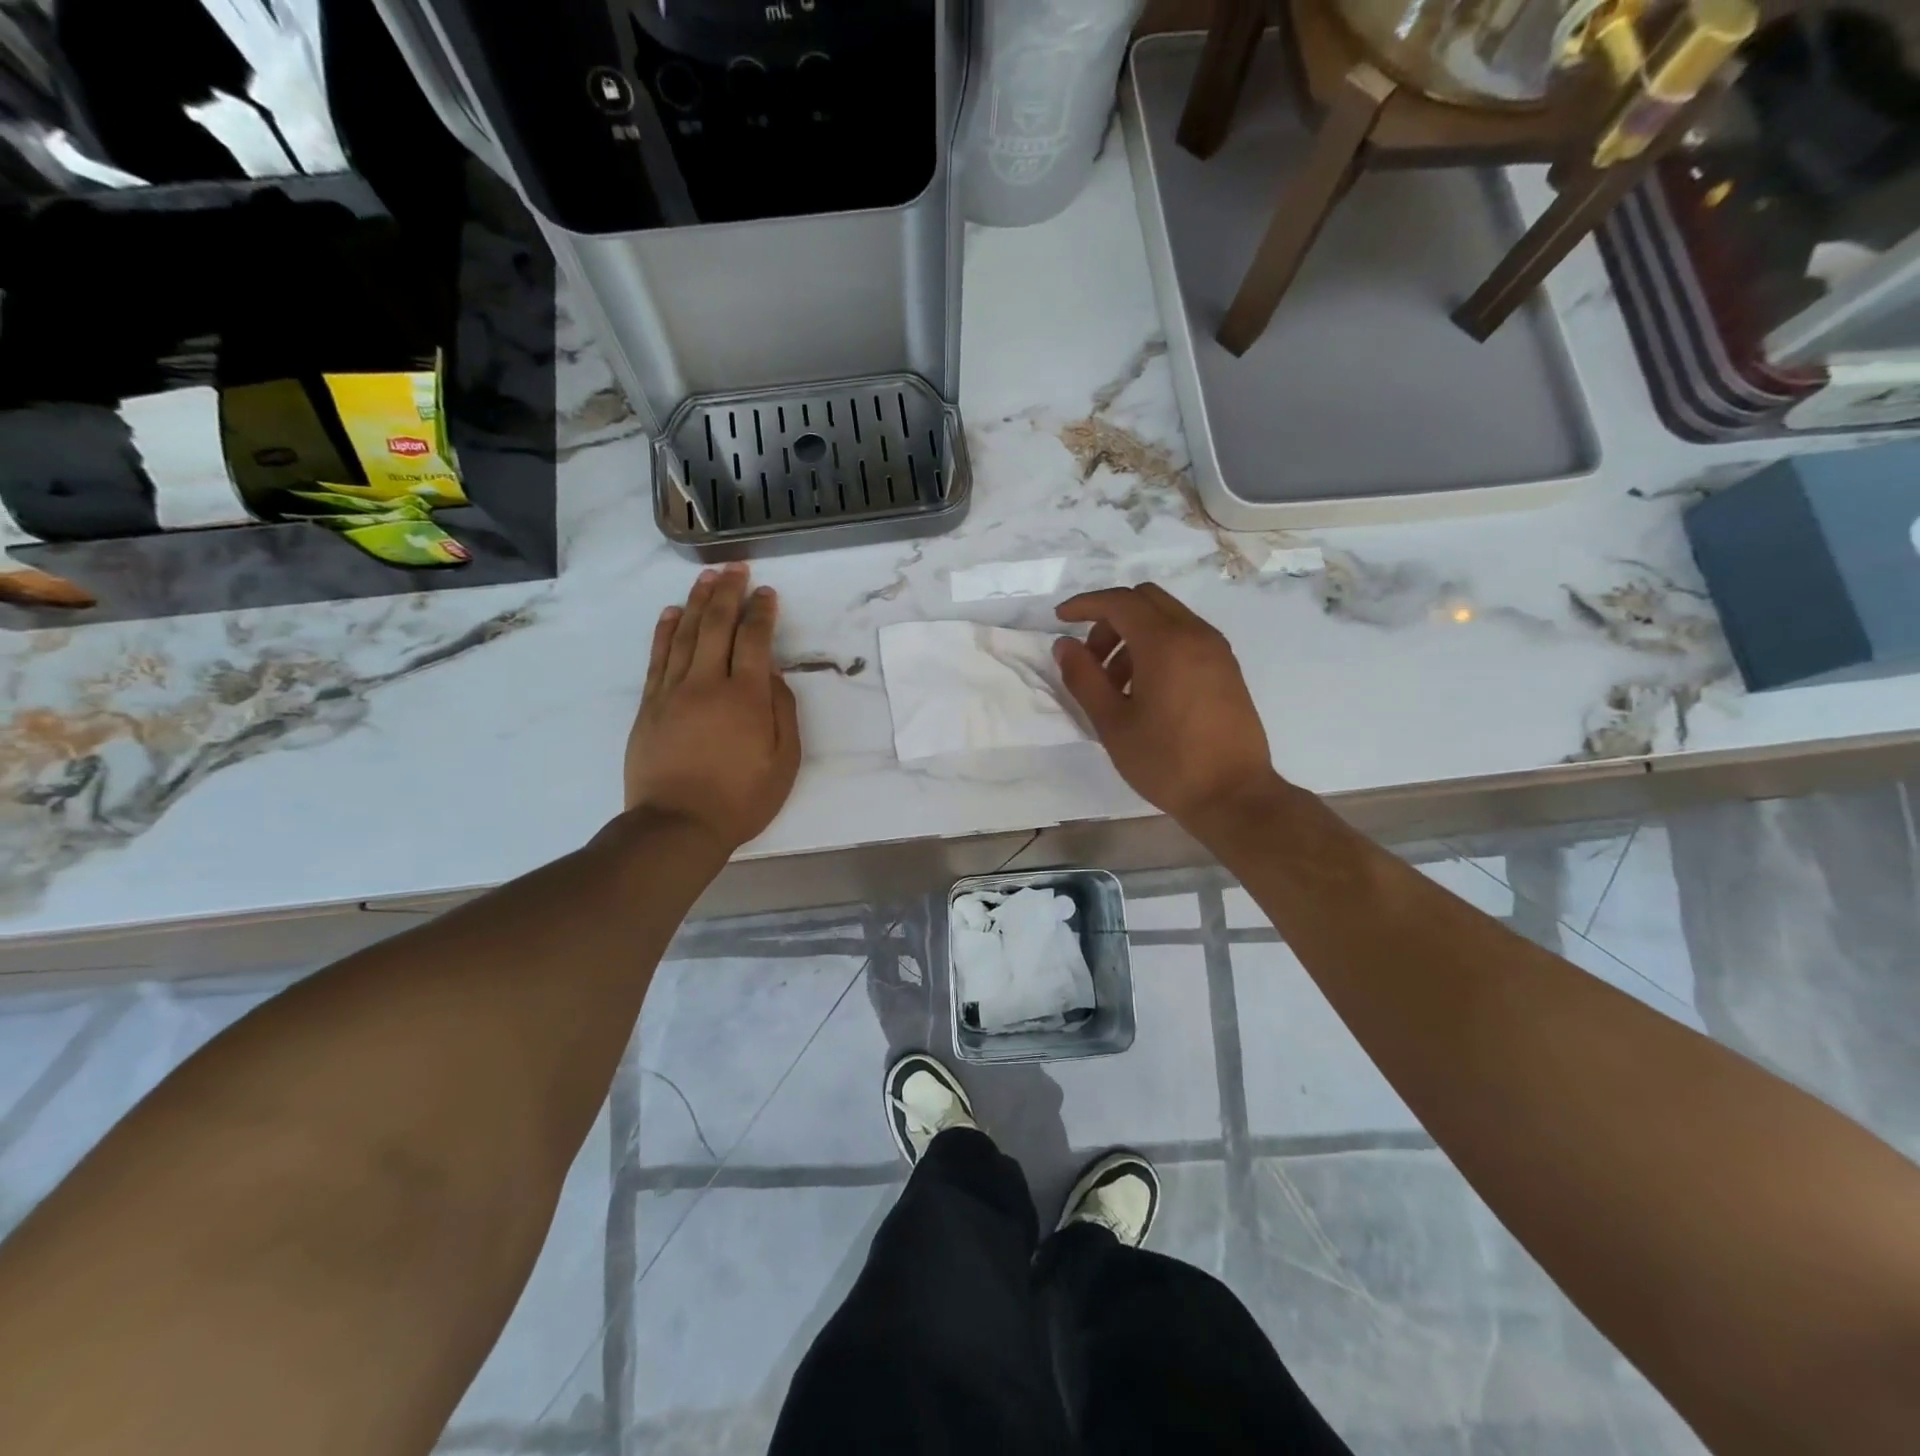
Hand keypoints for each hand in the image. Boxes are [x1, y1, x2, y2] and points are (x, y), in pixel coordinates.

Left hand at [625, 563, 800, 850]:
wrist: (676, 825)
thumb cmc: (740, 799)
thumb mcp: (784, 763)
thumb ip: (783, 713)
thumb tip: (774, 675)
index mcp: (747, 697)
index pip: (755, 640)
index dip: (762, 612)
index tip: (766, 592)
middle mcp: (708, 683)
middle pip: (717, 626)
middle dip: (729, 592)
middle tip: (735, 567)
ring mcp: (673, 692)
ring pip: (685, 634)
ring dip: (698, 601)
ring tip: (707, 577)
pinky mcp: (649, 705)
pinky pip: (658, 657)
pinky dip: (665, 631)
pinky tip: (671, 613)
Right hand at [1054, 584, 1279, 831]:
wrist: (1234, 795)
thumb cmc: (1167, 761)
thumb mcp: (1112, 724)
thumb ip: (1084, 678)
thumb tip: (1065, 645)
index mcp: (1165, 643)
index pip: (1119, 602)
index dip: (1085, 604)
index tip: (1060, 619)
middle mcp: (1195, 634)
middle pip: (1145, 600)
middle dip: (1110, 619)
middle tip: (1091, 659)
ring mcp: (1216, 650)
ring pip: (1166, 618)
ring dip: (1133, 635)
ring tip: (1115, 684)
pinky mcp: (1226, 669)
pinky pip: (1185, 638)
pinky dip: (1158, 647)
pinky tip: (1145, 690)